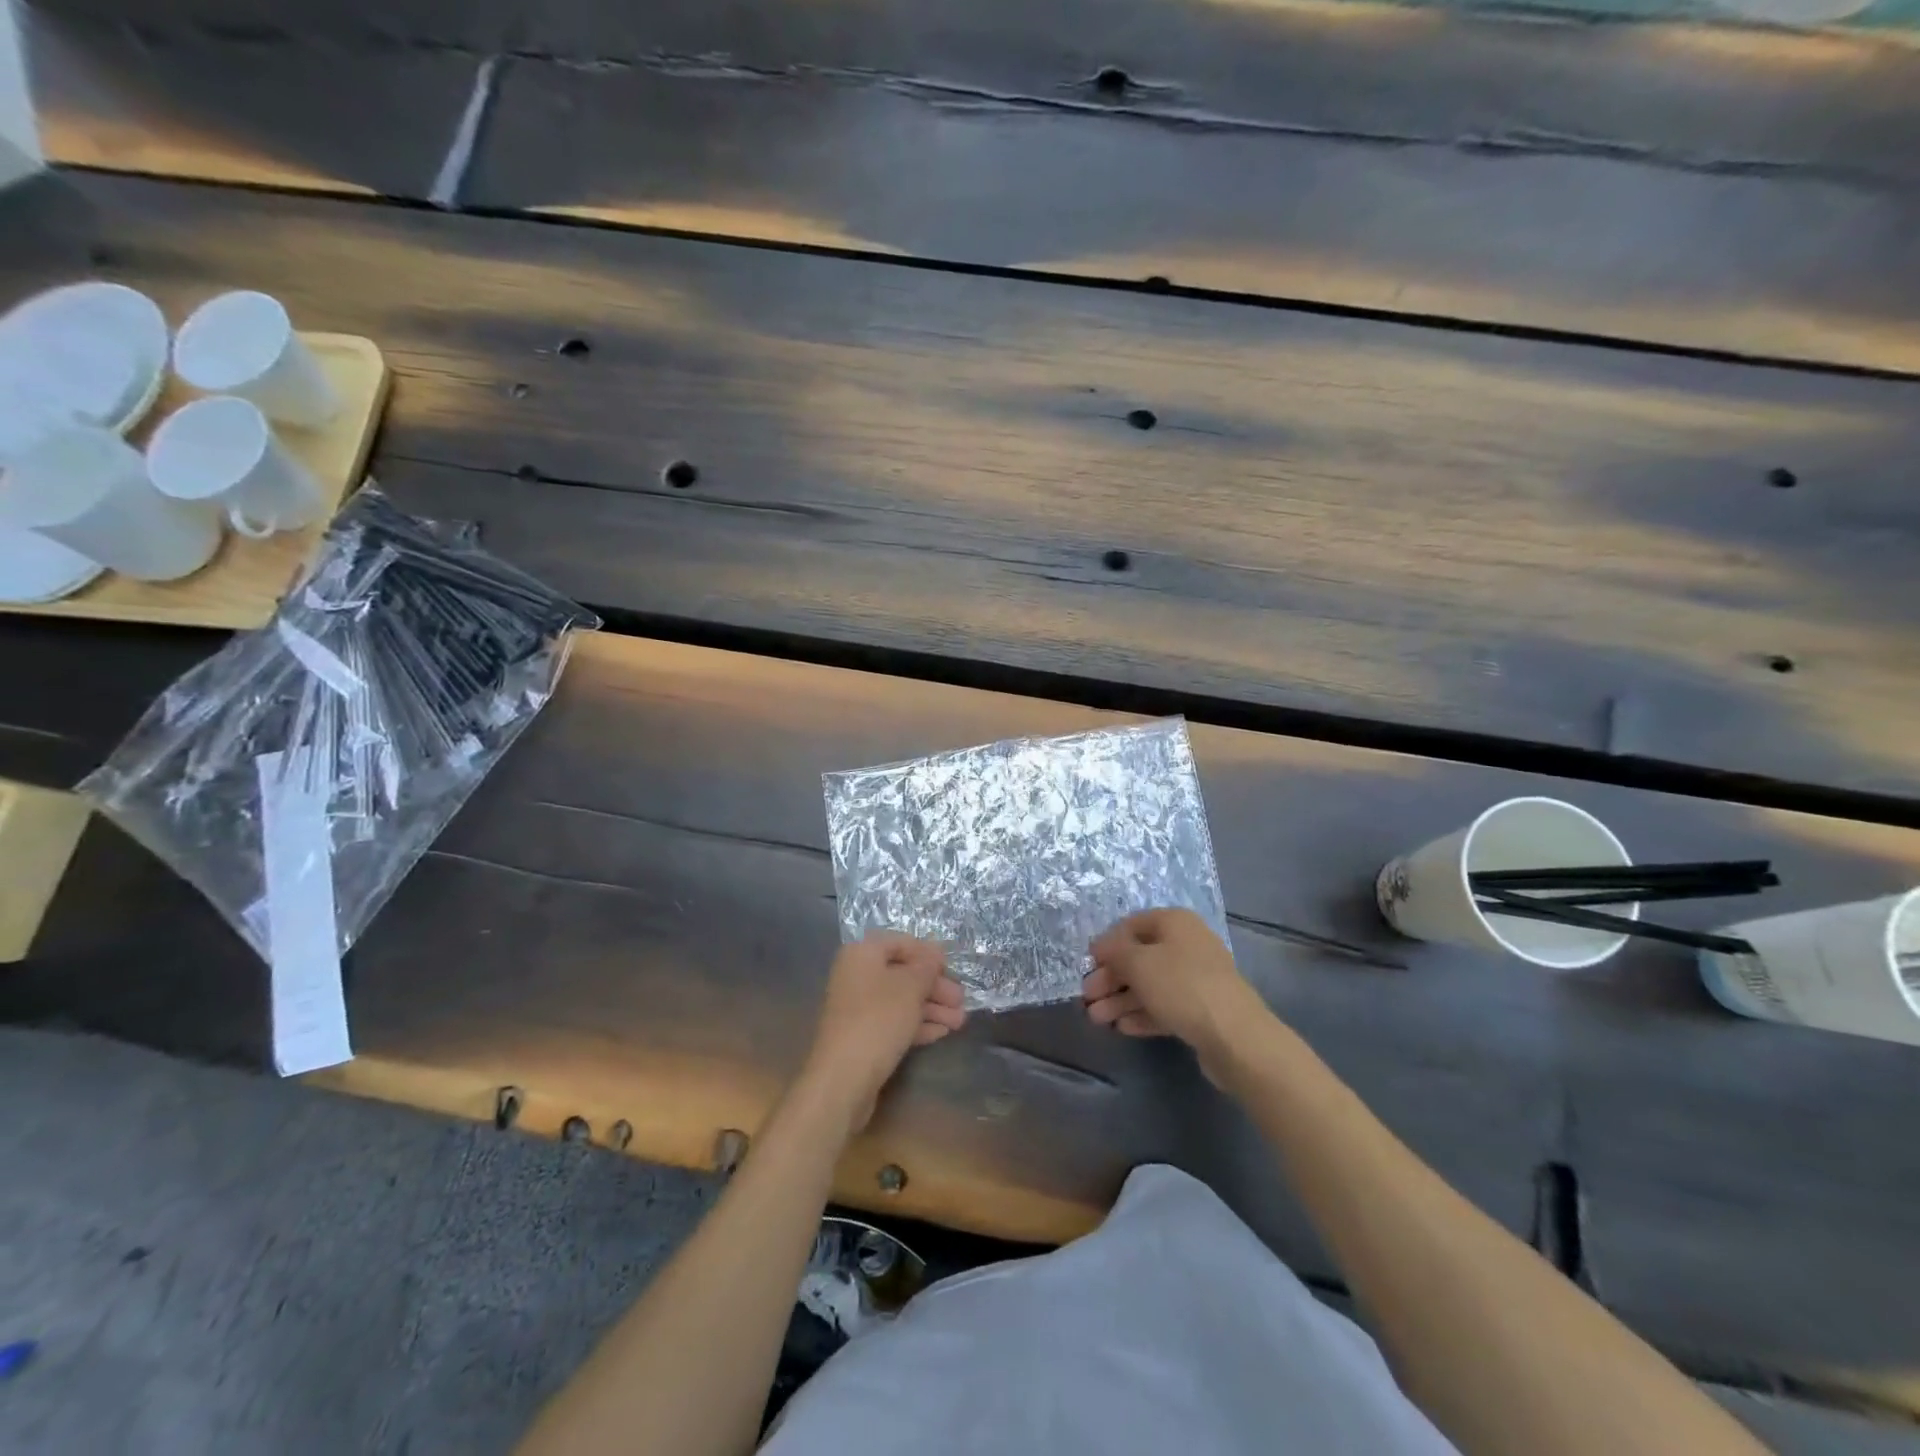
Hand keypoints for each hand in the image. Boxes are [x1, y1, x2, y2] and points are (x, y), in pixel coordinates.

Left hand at [799, 933, 966, 1131]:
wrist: (843, 1078)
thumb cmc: (878, 1020)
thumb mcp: (910, 986)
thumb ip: (926, 966)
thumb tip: (935, 951)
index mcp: (861, 954)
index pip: (900, 943)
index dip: (928, 954)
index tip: (952, 969)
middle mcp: (856, 975)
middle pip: (902, 973)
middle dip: (935, 986)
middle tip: (961, 1001)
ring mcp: (857, 1008)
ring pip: (900, 1000)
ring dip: (931, 1008)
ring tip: (960, 1021)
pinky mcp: (862, 1036)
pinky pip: (893, 1022)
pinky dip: (917, 1024)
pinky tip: (942, 1033)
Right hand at [1084, 909, 1257, 1077]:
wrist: (1235, 1036)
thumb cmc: (1181, 986)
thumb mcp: (1138, 963)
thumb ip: (1114, 951)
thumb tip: (1101, 947)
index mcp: (1175, 923)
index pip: (1131, 925)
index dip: (1107, 944)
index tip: (1087, 966)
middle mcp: (1187, 945)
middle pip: (1139, 958)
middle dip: (1111, 978)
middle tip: (1087, 998)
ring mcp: (1196, 978)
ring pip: (1150, 985)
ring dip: (1121, 1000)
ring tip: (1097, 1019)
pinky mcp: (1201, 1010)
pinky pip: (1164, 1006)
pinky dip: (1142, 1014)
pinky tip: (1122, 1027)